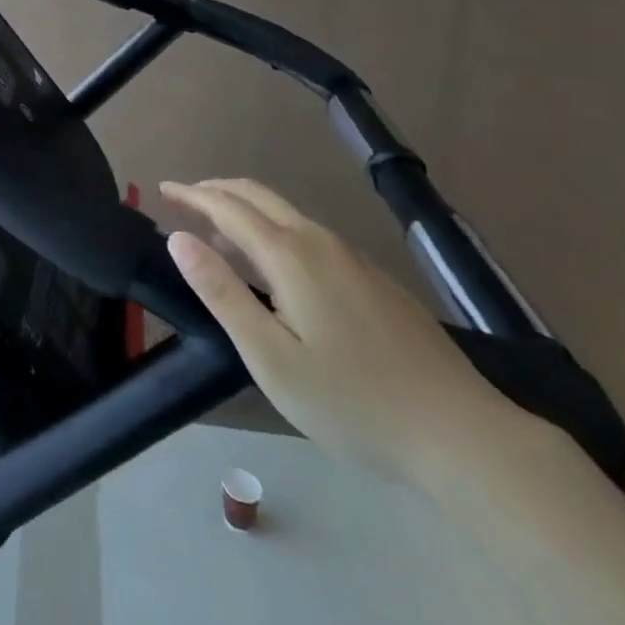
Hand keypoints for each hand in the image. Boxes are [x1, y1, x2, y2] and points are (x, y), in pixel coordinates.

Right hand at [161, 178, 528, 486]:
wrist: (463, 434)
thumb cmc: (352, 402)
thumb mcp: (270, 357)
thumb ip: (221, 292)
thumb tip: (178, 238)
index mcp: (290, 256)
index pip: (227, 207)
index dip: (191, 195)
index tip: (162, 190)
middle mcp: (320, 242)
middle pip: (258, 196)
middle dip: (216, 190)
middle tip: (183, 198)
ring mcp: (353, 259)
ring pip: (286, 214)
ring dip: (245, 211)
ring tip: (218, 234)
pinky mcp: (374, 279)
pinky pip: (309, 234)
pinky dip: (274, 230)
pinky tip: (274, 267)